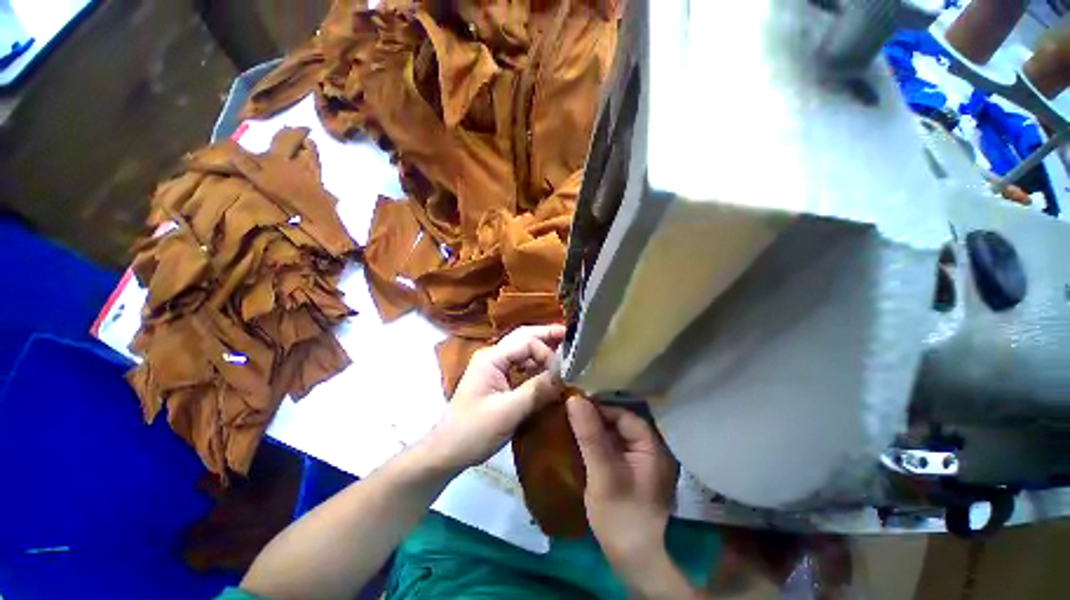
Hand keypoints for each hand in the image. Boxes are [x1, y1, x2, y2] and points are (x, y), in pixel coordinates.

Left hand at [424, 325, 565, 471]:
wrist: (447, 451)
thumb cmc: (474, 431)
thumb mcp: (508, 412)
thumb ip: (537, 390)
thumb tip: (565, 375)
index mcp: (491, 357)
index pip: (526, 342)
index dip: (547, 353)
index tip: (562, 372)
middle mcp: (492, 355)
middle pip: (524, 337)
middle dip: (547, 336)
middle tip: (570, 337)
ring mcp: (493, 366)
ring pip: (522, 349)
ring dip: (542, 349)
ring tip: (564, 351)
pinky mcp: (497, 378)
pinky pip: (520, 364)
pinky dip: (536, 364)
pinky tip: (548, 370)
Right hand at [567, 396, 678, 570]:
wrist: (633, 561)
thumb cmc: (621, 515)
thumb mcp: (603, 472)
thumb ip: (590, 435)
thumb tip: (574, 399)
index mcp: (650, 446)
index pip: (623, 415)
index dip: (599, 408)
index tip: (574, 406)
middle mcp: (647, 450)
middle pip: (618, 424)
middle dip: (594, 419)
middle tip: (568, 416)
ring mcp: (638, 464)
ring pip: (613, 437)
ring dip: (593, 431)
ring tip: (569, 426)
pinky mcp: (627, 474)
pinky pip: (610, 450)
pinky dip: (595, 445)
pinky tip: (578, 446)